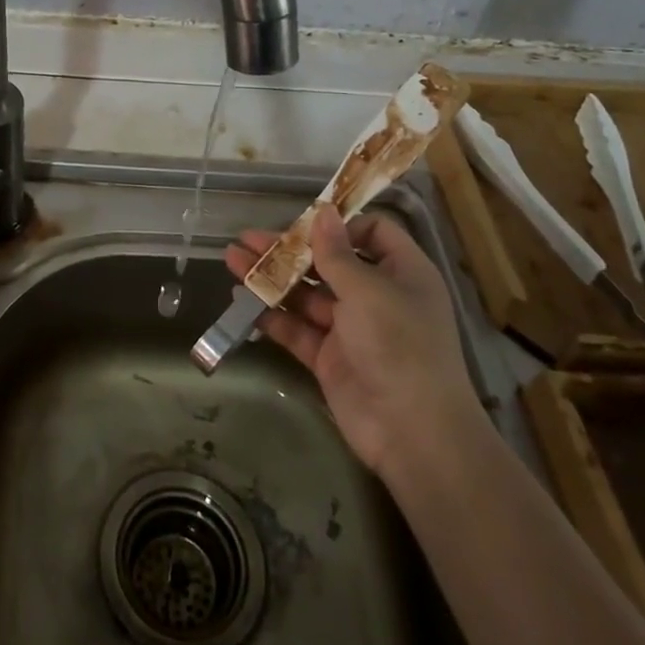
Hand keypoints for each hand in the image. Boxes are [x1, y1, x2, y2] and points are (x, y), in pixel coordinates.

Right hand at [225, 205, 481, 482]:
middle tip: (247, 238)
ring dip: (271, 278)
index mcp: (401, 273)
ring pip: (305, 294)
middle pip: (328, 262)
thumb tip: (323, 211)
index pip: (372, 233)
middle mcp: (376, 296)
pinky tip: (241, 300)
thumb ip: (336, 253)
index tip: (303, 223)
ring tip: (232, 260)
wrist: (412, 432)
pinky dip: (270, 314)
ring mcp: (351, 329)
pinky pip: (296, 328)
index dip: (339, 225)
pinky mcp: (329, 357)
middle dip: (288, 250)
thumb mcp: (368, 291)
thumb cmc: (399, 345)